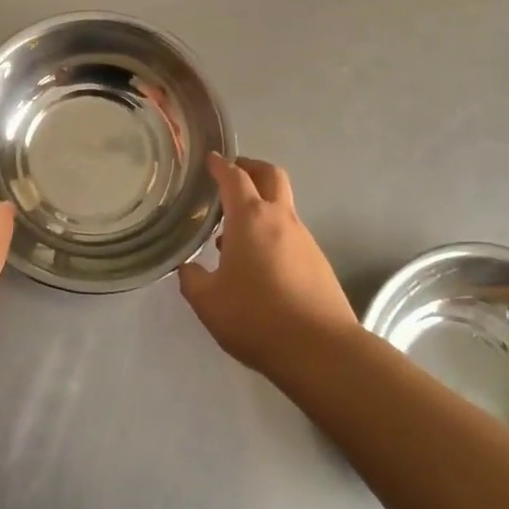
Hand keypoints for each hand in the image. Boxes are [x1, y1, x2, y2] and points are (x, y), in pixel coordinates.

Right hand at [178, 154, 359, 375]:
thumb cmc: (256, 317)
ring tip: (235, 231)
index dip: (220, 165)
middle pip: (270, 176)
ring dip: (261, 205)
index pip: (234, 177)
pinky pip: (290, 234)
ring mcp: (304, 239)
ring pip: (282, 207)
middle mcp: (280, 219)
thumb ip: (192, 278)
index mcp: (250, 218)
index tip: (210, 159)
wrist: (320, 349)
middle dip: (251, 168)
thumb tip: (188, 267)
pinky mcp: (318, 262)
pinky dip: (272, 233)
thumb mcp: (208, 301)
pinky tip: (258, 263)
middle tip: (232, 175)